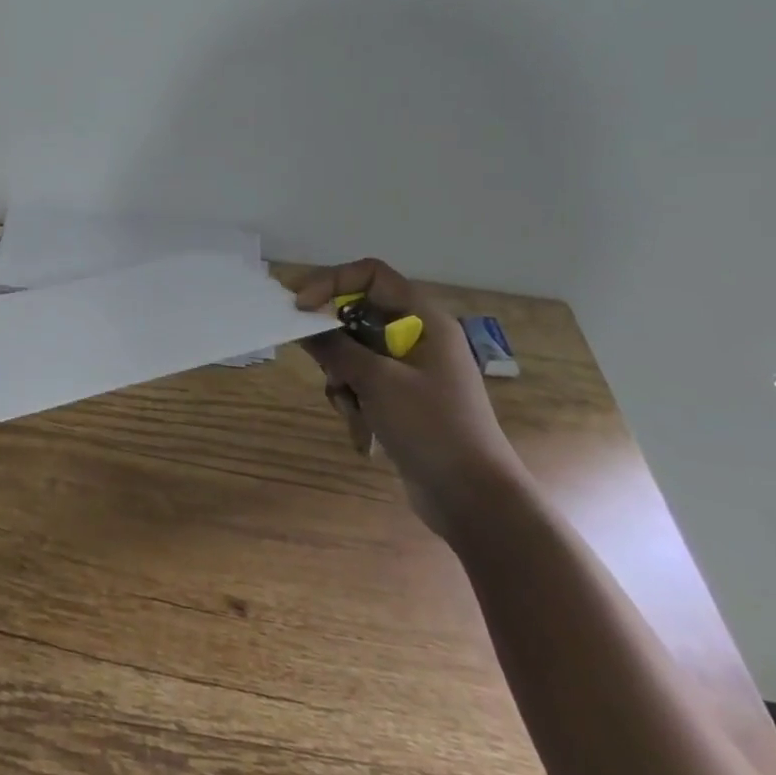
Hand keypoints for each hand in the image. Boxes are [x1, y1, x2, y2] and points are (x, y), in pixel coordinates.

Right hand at [296, 259, 530, 539]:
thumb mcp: (376, 381)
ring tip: (351, 405)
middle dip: (332, 341)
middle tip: (320, 364)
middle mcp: (418, 336)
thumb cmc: (431, 427)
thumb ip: (335, 346)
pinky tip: (362, 428)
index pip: (369, 275)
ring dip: (341, 376)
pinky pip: (362, 380)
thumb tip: (302, 324)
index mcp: (423, 320)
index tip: (300, 308)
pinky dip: (353, 398)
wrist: (474, 499)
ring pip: (354, 351)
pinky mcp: (403, 398)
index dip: (331, 283)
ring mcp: (411, 369)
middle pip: (357, 314)